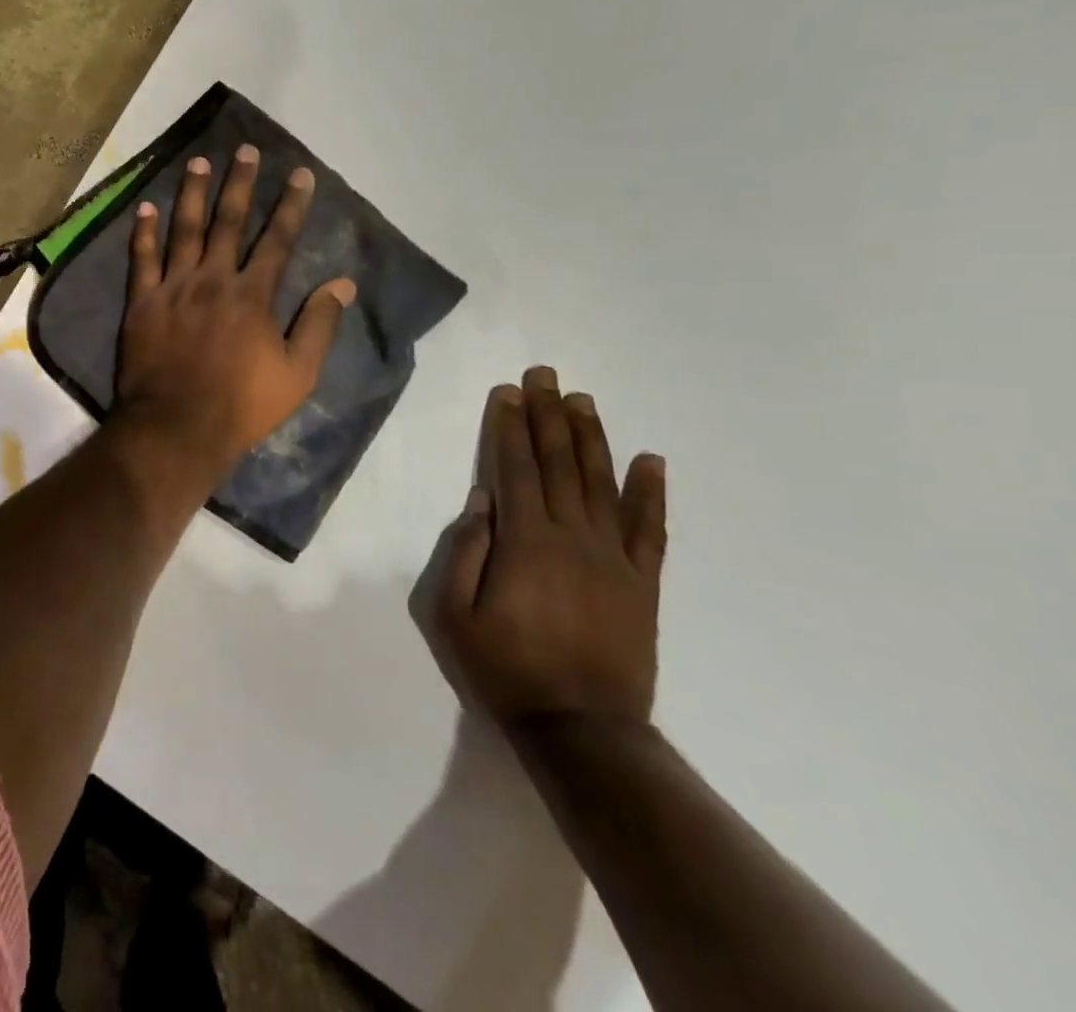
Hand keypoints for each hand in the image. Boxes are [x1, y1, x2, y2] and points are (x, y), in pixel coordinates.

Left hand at [115, 145, 355, 479]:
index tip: (300, 174)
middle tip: (245, 150)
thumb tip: (343, 284)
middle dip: (240, 184)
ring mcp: (174, 288)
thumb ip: (319, 325)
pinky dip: (143, 232)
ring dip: (193, 194)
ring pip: (184, 230)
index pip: (277, 240)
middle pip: (229, 222)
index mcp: (252, 295)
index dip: (291, 205)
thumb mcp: (297, 374)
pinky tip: (146, 207)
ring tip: (199, 163)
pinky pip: (141, 259)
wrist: (177, 427)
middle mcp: (213, 280)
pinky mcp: (142, 302)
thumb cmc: (242, 405)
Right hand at [416, 367, 666, 728]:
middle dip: (548, 415)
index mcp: (525, 542)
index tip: (508, 391)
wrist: (583, 730)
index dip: (509, 426)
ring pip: (601, 483)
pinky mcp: (642, 583)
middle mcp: (572, 537)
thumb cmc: (505, 669)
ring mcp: (614, 558)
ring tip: (583, 400)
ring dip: (591, 438)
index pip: (514, 468)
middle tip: (546, 375)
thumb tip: (481, 500)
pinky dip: (651, 492)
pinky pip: (649, 529)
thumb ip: (464, 552)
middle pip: (558, 463)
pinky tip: (650, 459)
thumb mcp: (453, 615)